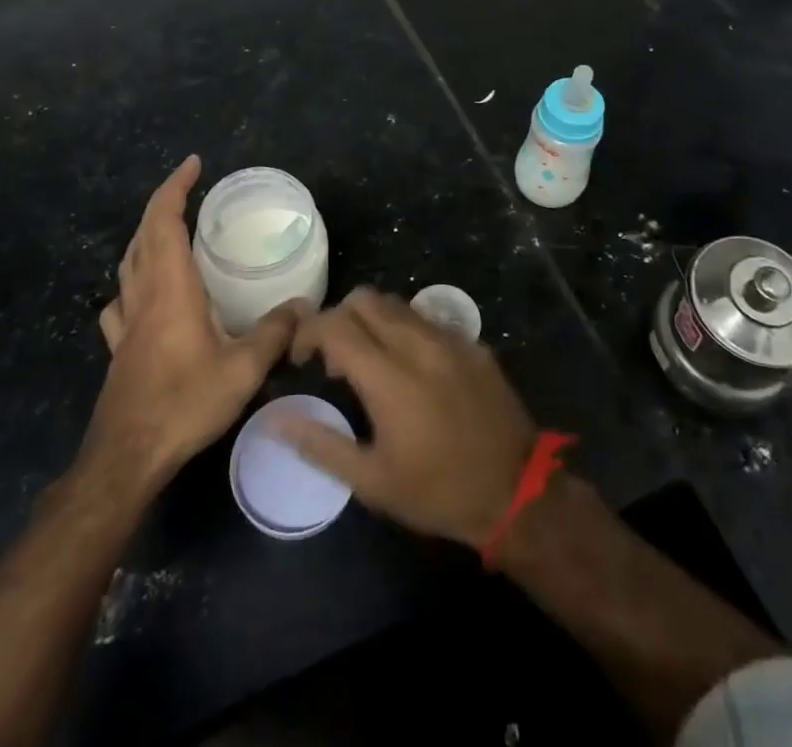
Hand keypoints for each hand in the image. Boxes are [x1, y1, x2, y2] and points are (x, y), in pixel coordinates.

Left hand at [86, 156, 306, 486]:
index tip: (194, 163)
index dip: (175, 187)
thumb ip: (275, 332)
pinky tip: (141, 293)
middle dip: (162, 202)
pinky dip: (131, 280)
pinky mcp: (119, 347)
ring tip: (169, 230)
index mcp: (171, 287)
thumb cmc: (185, 403)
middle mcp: (144, 294)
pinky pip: (120, 299)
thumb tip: (305, 306)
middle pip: (143, 234)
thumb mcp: (243, 368)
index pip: (165, 220)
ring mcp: (126, 321)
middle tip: (188, 188)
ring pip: (128, 262)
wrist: (127, 455)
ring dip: (146, 236)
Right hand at [281, 286, 536, 547]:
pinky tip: (411, 367)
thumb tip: (276, 419)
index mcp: (388, 376)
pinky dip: (405, 329)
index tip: (302, 358)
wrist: (516, 490)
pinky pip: (427, 318)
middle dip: (339, 318)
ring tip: (371, 361)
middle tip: (336, 359)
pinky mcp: (472, 342)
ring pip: (397, 303)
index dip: (309, 332)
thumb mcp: (372, 481)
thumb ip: (320, 444)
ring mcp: (449, 338)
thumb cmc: (437, 491)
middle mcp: (418, 343)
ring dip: (372, 321)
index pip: (336, 323)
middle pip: (364, 299)